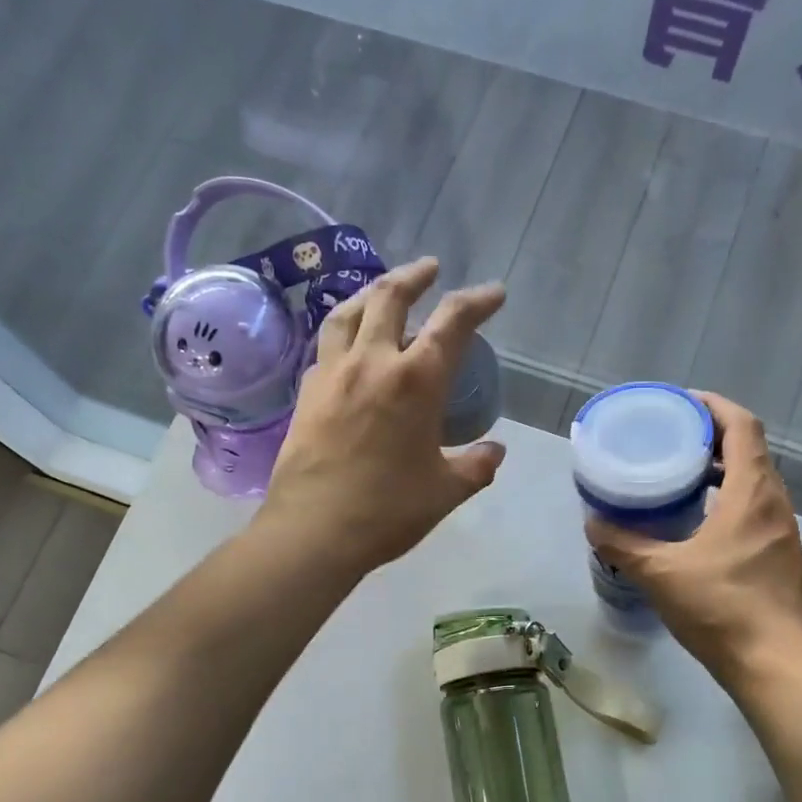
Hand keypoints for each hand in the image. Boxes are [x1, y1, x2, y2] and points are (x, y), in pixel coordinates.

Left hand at [260, 257, 506, 577]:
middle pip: (391, 296)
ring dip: (372, 292)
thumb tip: (495, 452)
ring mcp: (332, 374)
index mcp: (416, 380)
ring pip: (349, 312)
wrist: (313, 531)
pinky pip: (326, 346)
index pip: (453, 322)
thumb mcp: (446, 491)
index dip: (477, 301)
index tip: (494, 294)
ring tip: (384, 291)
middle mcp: (372, 362)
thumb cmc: (388, 511)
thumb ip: (476, 466)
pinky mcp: (306, 393)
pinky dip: (344, 332)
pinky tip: (349, 346)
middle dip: (416, 275)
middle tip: (431, 269)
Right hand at [585, 393, 801, 687]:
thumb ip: (622, 544)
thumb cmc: (721, 608)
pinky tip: (698, 524)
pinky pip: (755, 509)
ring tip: (679, 477)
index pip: (742, 426)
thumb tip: (592, 522)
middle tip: (671, 440)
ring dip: (721, 470)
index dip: (713, 406)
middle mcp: (774, 502)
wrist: (773, 663)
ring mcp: (782, 531)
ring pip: (754, 482)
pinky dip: (728, 500)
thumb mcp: (660, 573)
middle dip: (712, 437)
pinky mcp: (780, 556)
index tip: (681, 404)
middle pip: (750, 450)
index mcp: (752, 492)